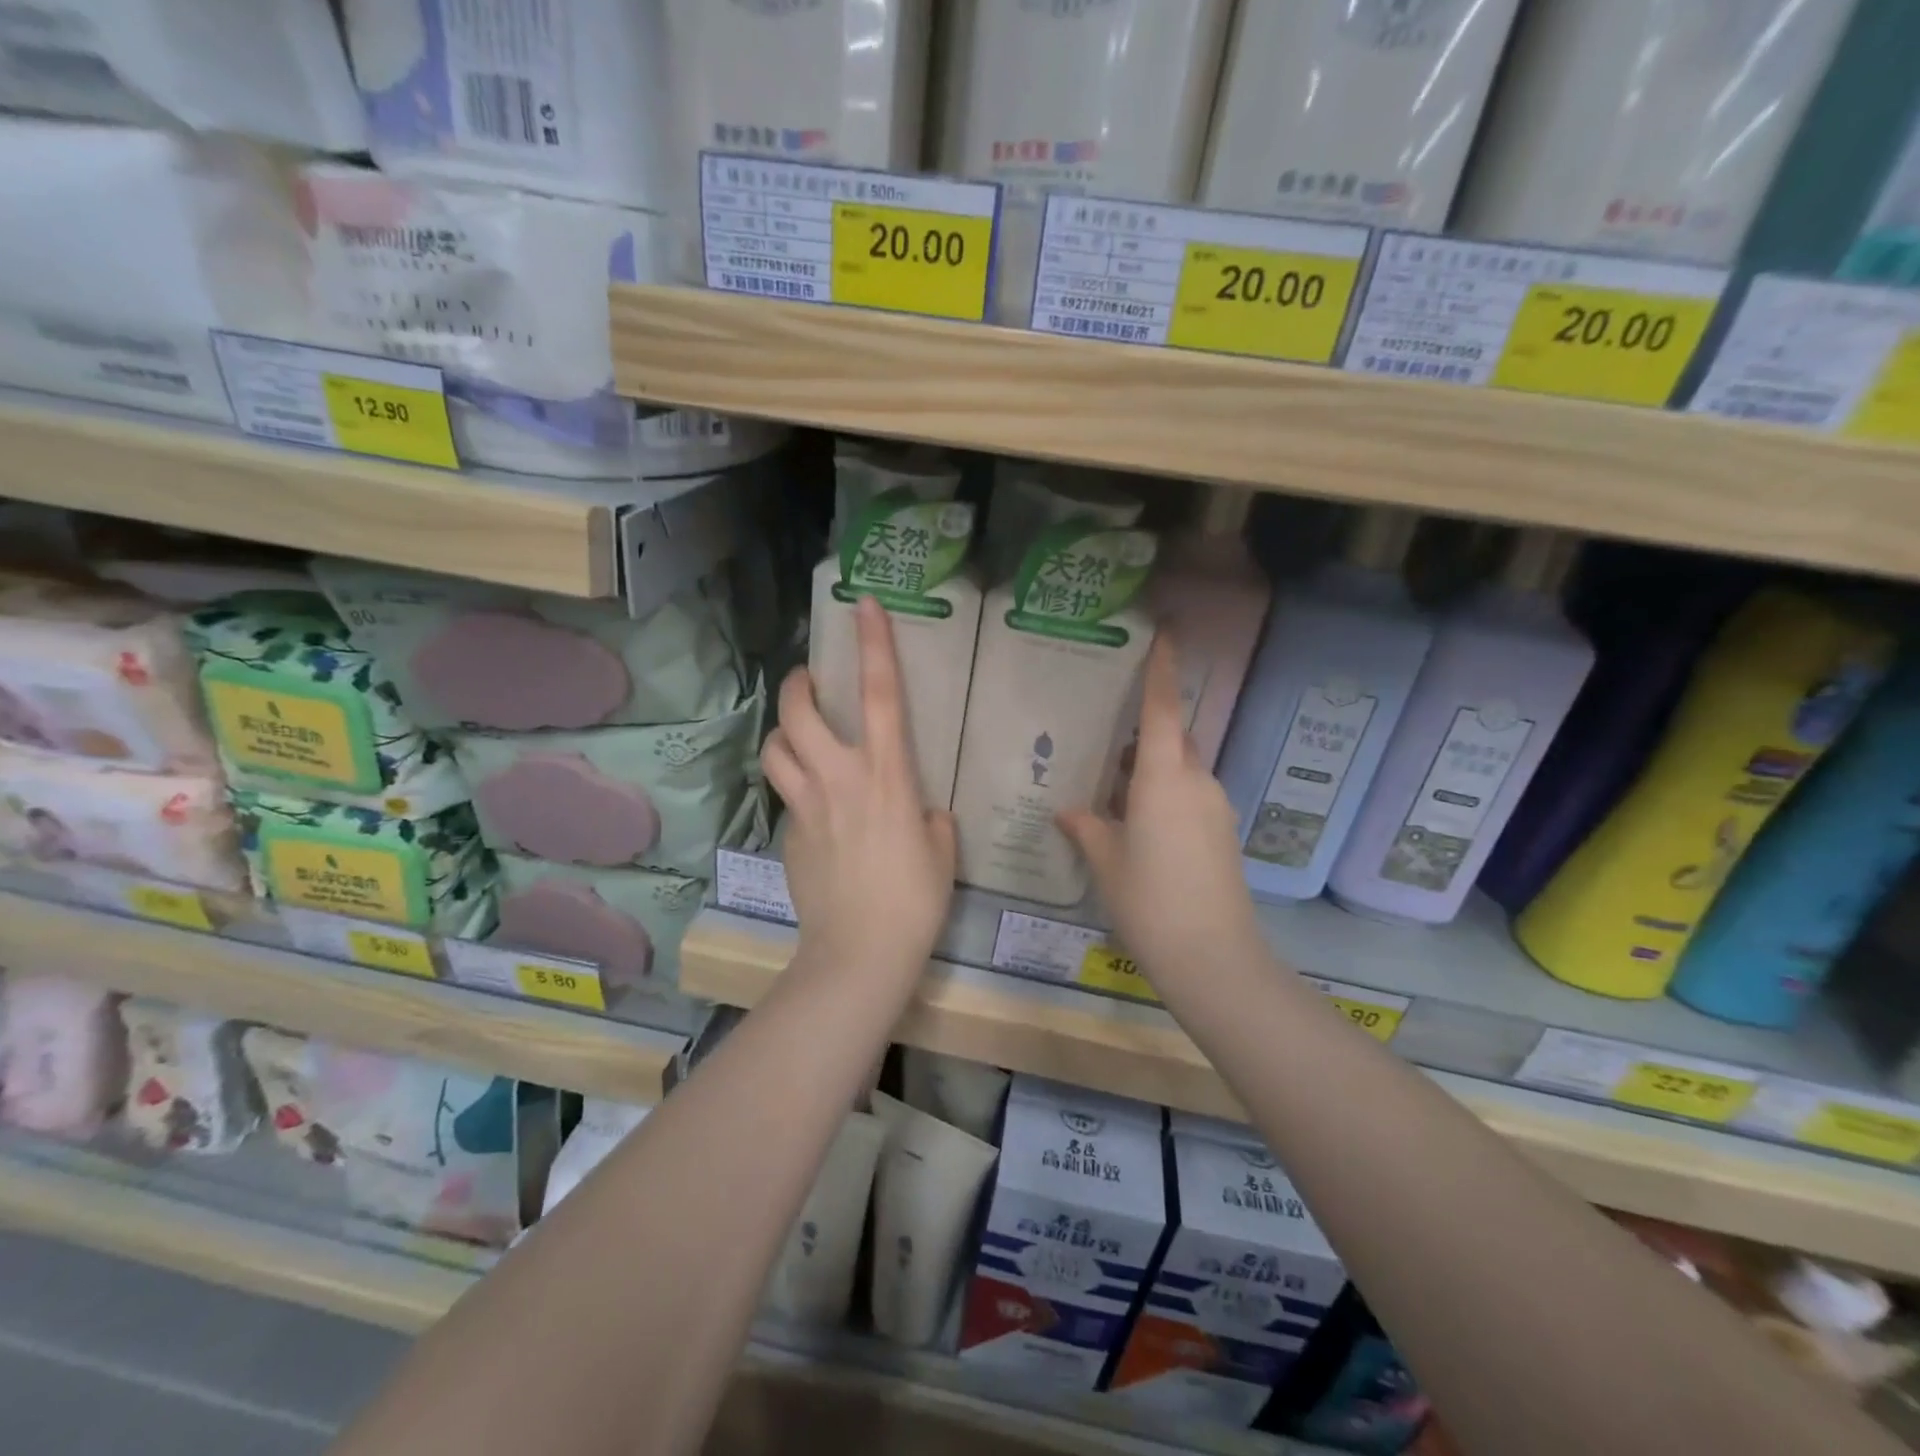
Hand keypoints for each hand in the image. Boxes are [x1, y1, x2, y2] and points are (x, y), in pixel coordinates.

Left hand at [761, 596, 955, 979]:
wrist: (860, 952)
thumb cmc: (914, 900)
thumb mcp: (941, 851)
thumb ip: (929, 818)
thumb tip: (918, 811)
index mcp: (887, 775)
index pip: (880, 694)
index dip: (873, 644)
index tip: (863, 605)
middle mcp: (840, 778)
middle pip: (800, 710)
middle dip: (799, 684)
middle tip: (810, 684)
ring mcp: (806, 805)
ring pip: (776, 747)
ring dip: (785, 732)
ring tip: (800, 738)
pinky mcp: (787, 833)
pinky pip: (784, 793)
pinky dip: (793, 784)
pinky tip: (812, 804)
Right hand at [1059, 634, 1264, 988]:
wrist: (1213, 958)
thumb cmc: (1150, 900)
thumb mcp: (1107, 862)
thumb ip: (1087, 828)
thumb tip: (1068, 811)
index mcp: (1164, 778)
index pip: (1163, 709)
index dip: (1162, 670)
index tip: (1165, 633)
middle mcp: (1197, 782)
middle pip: (1173, 740)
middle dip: (1146, 733)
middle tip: (1107, 740)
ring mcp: (1215, 809)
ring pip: (1182, 771)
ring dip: (1152, 770)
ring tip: (1113, 789)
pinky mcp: (1222, 835)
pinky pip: (1190, 797)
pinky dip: (1164, 796)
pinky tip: (1137, 825)